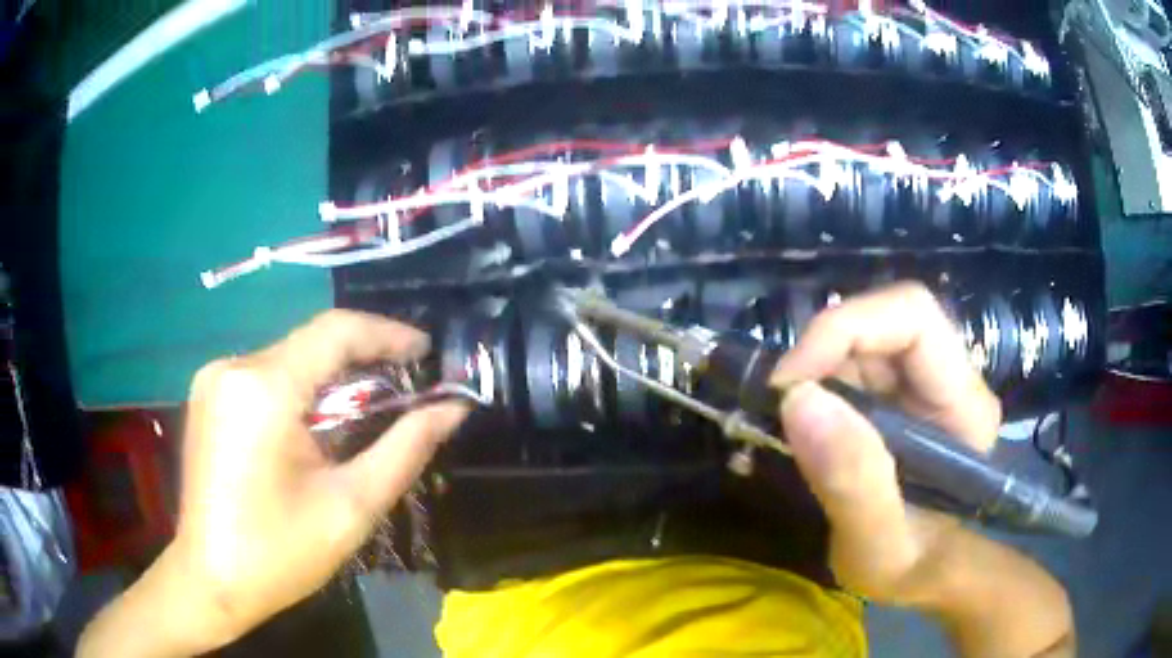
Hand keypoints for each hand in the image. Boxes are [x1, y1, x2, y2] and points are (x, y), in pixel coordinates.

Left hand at [170, 310, 468, 644]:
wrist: (210, 581)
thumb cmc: (279, 554)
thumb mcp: (350, 507)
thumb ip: (405, 449)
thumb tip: (453, 410)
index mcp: (263, 388)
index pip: (335, 331)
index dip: (387, 333)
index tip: (427, 351)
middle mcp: (232, 366)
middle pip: (311, 344)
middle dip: (362, 362)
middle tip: (405, 390)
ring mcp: (214, 378)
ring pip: (289, 358)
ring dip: (331, 379)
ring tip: (366, 412)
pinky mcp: (209, 395)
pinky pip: (266, 375)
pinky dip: (301, 390)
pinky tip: (317, 425)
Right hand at [771, 282, 1001, 605]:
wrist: (929, 575)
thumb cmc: (914, 568)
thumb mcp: (880, 547)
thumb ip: (853, 483)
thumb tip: (798, 400)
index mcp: (964, 406)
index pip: (914, 318)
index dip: (848, 328)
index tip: (789, 382)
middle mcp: (950, 379)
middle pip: (887, 320)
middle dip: (826, 351)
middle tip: (781, 402)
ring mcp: (926, 385)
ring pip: (867, 339)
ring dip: (819, 370)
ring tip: (792, 423)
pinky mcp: (903, 397)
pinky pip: (856, 367)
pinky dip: (821, 386)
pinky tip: (810, 427)